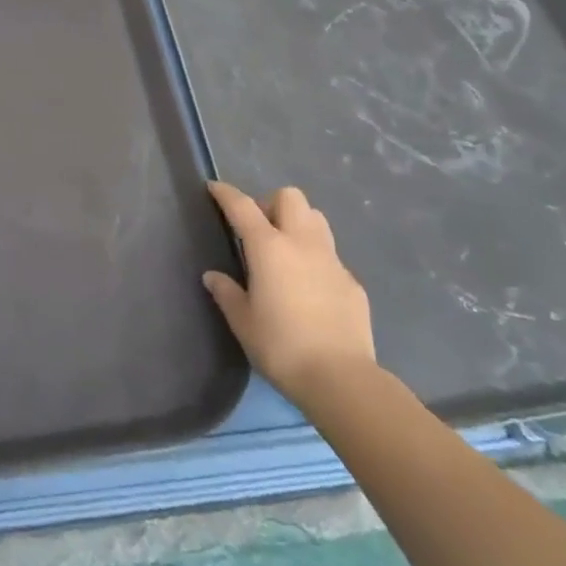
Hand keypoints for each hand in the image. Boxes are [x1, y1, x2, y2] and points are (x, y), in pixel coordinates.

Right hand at [203, 181, 375, 398]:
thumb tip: (213, 276)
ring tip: (285, 250)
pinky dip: (315, 258)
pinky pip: (331, 255)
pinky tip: (309, 287)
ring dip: (297, 223)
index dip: (226, 194)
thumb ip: (226, 293)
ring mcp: (332, 260)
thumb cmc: (281, 346)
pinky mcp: (352, 282)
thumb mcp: (242, 321)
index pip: (243, 206)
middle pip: (290, 198)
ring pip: (316, 219)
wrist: (341, 378)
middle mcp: (302, 243)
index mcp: (269, 248)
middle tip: (258, 229)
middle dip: (271, 203)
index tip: (214, 188)